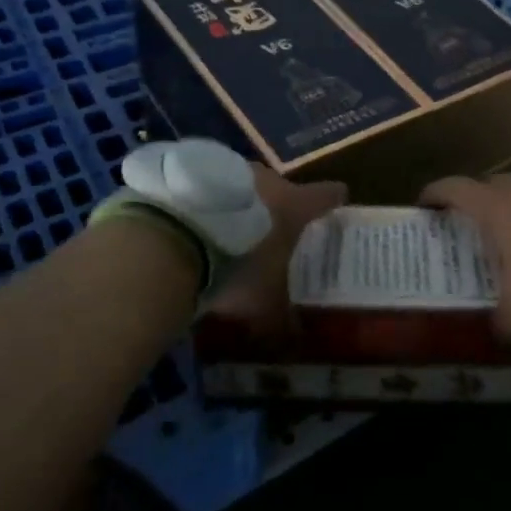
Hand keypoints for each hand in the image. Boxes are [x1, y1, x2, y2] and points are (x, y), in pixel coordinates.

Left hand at [208, 165, 345, 335]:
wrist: (174, 232)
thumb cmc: (236, 264)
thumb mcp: (263, 304)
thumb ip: (282, 322)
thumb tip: (296, 343)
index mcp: (295, 205)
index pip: (327, 195)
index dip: (333, 201)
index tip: (336, 204)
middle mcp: (268, 180)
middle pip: (282, 190)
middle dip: (279, 209)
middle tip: (273, 235)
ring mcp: (231, 168)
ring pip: (245, 186)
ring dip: (242, 204)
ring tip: (229, 231)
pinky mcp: (196, 167)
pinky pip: (211, 186)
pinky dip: (210, 202)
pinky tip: (197, 224)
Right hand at [421, 173, 510, 341]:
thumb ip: (506, 324)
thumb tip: (499, 340)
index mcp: (486, 202)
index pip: (447, 189)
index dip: (431, 197)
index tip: (423, 210)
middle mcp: (507, 185)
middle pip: (479, 193)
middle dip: (470, 214)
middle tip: (467, 238)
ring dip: (507, 218)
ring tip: (508, 246)